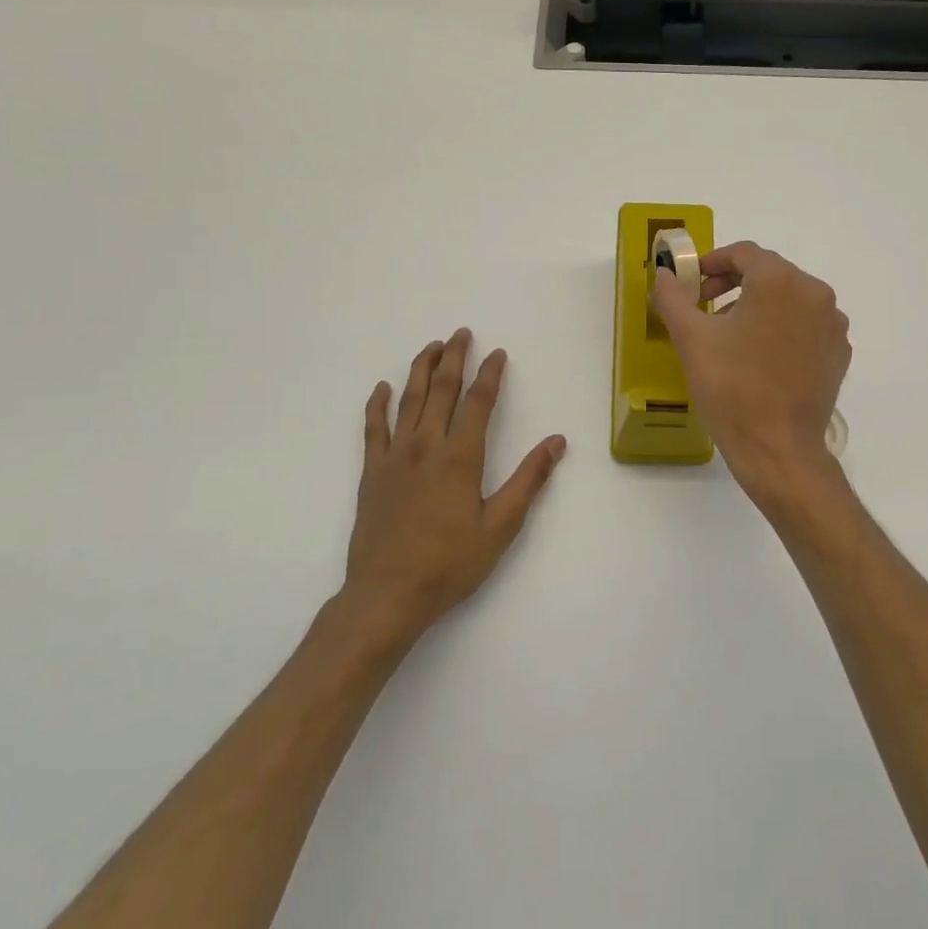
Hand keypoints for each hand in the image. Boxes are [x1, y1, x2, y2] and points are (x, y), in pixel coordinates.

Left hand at [343, 329, 565, 639]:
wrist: (387, 594)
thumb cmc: (450, 563)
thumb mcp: (501, 526)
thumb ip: (529, 480)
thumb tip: (556, 441)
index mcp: (460, 457)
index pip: (478, 402)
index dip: (490, 374)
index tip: (498, 353)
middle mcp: (426, 446)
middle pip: (441, 390)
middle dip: (454, 358)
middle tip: (461, 333)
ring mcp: (394, 457)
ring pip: (408, 400)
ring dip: (421, 370)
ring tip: (431, 347)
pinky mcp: (371, 473)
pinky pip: (372, 428)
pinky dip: (377, 405)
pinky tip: (382, 388)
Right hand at [651, 242, 849, 503]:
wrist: (778, 449)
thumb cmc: (731, 389)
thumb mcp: (691, 338)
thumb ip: (673, 296)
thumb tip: (662, 273)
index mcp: (780, 281)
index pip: (744, 253)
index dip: (712, 262)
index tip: (692, 284)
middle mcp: (815, 293)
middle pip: (769, 273)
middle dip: (734, 284)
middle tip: (706, 307)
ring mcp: (833, 324)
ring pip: (790, 298)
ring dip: (758, 306)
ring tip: (731, 336)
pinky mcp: (839, 352)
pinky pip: (807, 325)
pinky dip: (783, 328)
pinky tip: (762, 357)